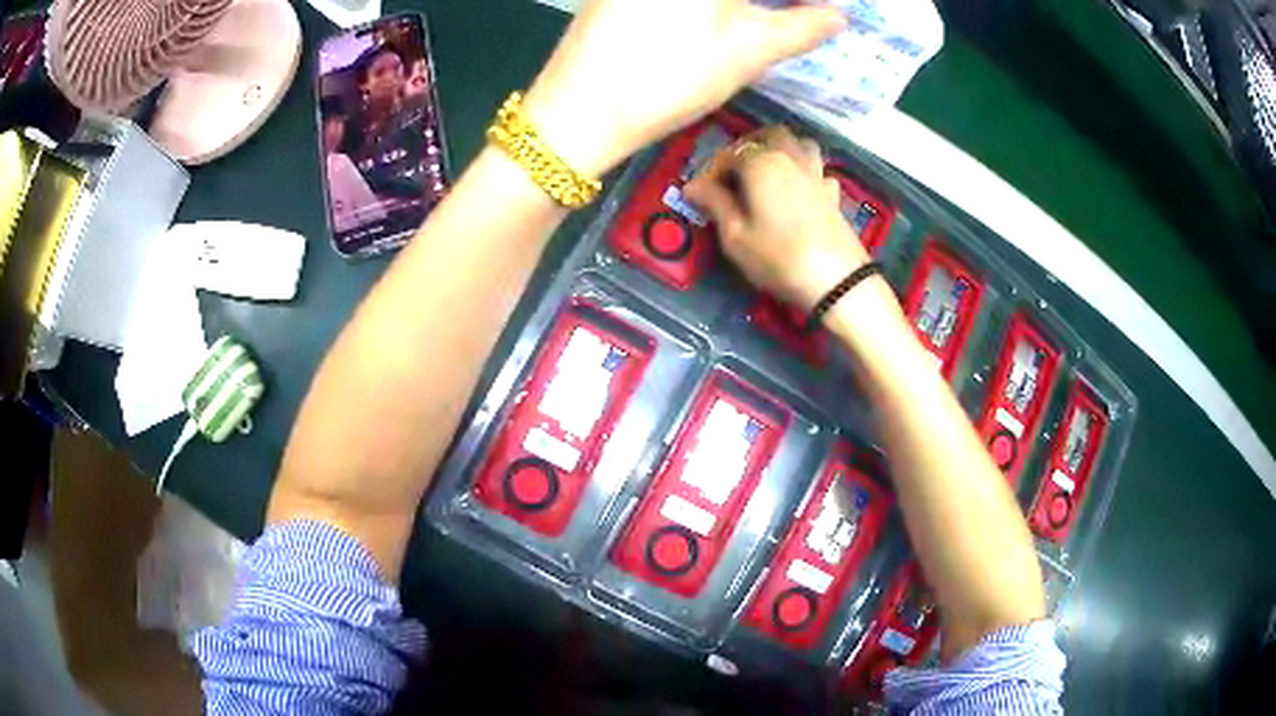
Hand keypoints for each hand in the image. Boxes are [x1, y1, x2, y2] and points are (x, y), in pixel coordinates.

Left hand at [523, 0, 844, 176]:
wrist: (576, 113)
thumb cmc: (669, 77)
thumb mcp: (747, 51)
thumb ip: (802, 27)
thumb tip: (839, 16)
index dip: (801, 1)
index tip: (821, 12)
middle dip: (775, 2)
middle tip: (800, 15)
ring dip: (745, 3)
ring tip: (773, 16)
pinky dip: (711, 4)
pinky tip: (722, 17)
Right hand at [684, 125, 869, 310]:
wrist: (837, 281)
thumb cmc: (778, 258)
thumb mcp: (735, 236)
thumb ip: (715, 203)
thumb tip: (694, 186)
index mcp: (761, 163)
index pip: (728, 154)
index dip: (709, 172)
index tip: (697, 195)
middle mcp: (790, 157)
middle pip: (768, 135)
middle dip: (747, 147)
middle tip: (733, 172)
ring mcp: (816, 173)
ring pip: (798, 143)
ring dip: (780, 149)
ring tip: (766, 172)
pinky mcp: (833, 193)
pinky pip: (817, 169)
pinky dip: (805, 171)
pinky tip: (799, 190)